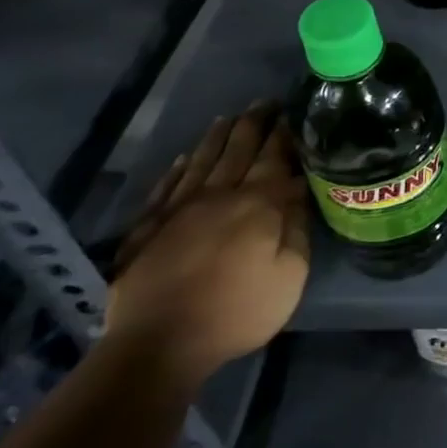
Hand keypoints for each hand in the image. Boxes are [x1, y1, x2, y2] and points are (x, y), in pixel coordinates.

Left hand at [106, 105, 309, 387]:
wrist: (158, 345)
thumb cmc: (236, 311)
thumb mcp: (289, 275)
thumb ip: (297, 229)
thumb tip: (299, 192)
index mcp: (257, 204)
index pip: (275, 156)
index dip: (285, 132)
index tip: (294, 111)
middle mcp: (218, 195)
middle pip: (237, 149)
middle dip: (254, 123)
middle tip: (266, 102)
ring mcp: (178, 210)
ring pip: (200, 161)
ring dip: (217, 137)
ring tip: (229, 118)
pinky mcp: (146, 230)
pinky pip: (164, 188)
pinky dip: (175, 170)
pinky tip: (181, 159)